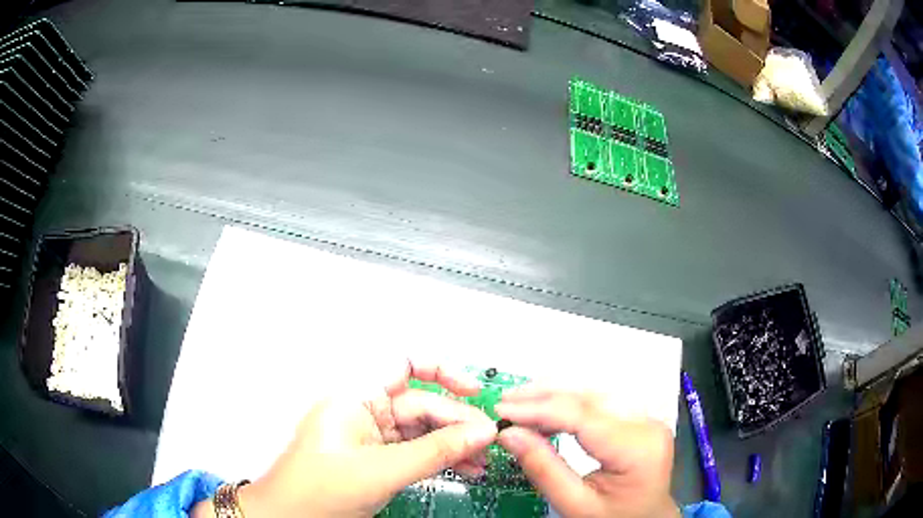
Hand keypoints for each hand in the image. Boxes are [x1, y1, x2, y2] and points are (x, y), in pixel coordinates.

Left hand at [192, 360, 496, 517]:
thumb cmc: (315, 491)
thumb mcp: (382, 471)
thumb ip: (435, 451)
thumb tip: (479, 432)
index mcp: (354, 397)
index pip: (404, 365)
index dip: (442, 371)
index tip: (472, 390)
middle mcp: (363, 410)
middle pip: (421, 404)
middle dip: (457, 422)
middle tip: (487, 440)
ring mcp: (371, 436)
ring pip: (422, 430)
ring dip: (454, 444)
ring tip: (480, 459)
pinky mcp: (377, 457)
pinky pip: (416, 451)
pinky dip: (440, 459)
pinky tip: (463, 468)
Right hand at [496, 388, 679, 517]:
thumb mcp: (575, 505)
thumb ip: (543, 469)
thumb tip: (508, 434)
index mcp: (637, 448)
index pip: (582, 416)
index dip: (538, 409)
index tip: (502, 409)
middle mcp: (647, 424)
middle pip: (590, 397)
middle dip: (544, 395)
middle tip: (506, 401)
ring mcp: (646, 419)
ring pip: (595, 393)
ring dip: (555, 394)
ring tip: (521, 402)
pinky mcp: (640, 419)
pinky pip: (601, 402)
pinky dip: (570, 402)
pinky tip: (548, 410)